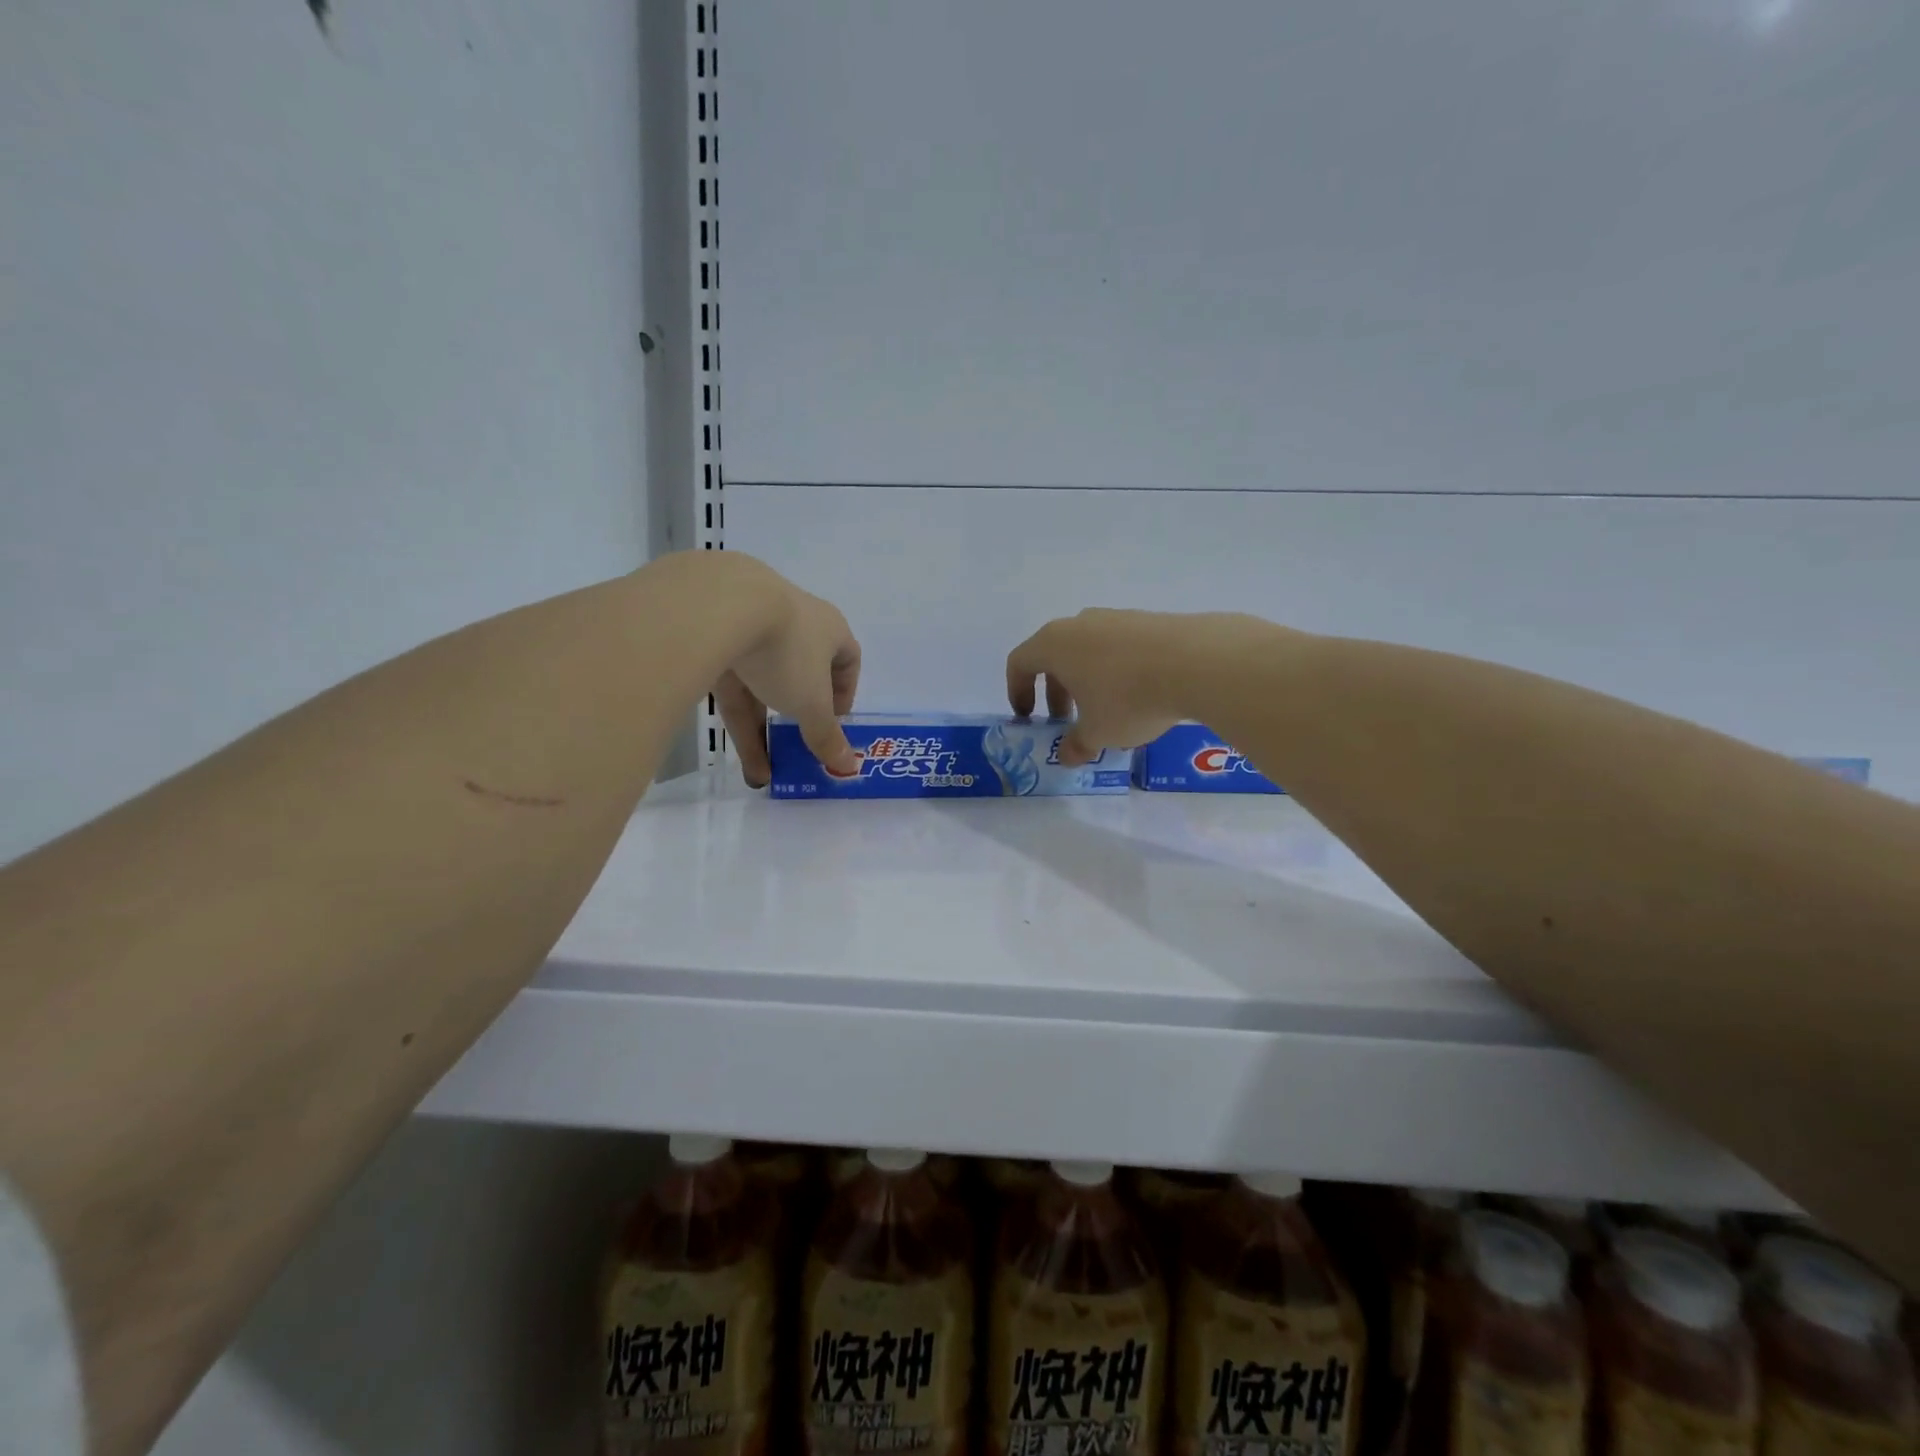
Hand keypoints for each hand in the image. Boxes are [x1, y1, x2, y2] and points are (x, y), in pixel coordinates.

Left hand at [714, 567, 861, 787]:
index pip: (847, 658)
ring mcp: (751, 627)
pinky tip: (737, 758)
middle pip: (802, 675)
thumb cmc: (787, 652)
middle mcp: (794, 624)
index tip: (835, 721)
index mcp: (829, 628)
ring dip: (764, 730)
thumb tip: (848, 767)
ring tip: (762, 775)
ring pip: (762, 685)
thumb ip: (826, 736)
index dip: (844, 692)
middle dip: (798, 718)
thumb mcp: (812, 703)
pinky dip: (737, 721)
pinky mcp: (713, 639)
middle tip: (796, 749)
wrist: (718, 607)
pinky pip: (732, 686)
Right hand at [1005, 609, 1197, 765]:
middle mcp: (1079, 624)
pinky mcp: (1147, 620)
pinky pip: (1119, 647)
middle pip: (1054, 655)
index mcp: (1054, 644)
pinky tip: (1139, 694)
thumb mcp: (1098, 733)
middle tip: (1067, 720)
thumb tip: (1067, 755)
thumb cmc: (1128, 699)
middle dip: (1055, 690)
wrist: (1197, 662)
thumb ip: (1076, 744)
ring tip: (1106, 710)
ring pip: (1088, 650)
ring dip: (1087, 680)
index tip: (1028, 717)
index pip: (1020, 662)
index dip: (1017, 691)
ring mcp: (1115, 618)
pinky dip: (1116, 670)